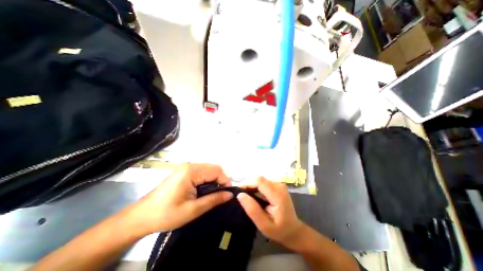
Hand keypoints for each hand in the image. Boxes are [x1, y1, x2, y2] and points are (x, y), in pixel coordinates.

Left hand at [127, 164, 232, 234]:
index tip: (227, 194)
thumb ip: (214, 199)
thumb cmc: (166, 214)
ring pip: (208, 169)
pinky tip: (204, 190)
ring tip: (213, 194)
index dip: (225, 181)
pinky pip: (201, 172)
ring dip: (214, 180)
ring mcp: (186, 167)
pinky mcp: (184, 172)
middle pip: (213, 168)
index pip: (216, 170)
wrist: (142, 216)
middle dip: (220, 180)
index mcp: (191, 171)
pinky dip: (207, 180)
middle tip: (221, 195)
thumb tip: (230, 194)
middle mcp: (190, 165)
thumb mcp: (193, 209)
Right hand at [236, 176, 302, 248]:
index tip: (238, 192)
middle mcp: (279, 185)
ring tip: (246, 196)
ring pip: (260, 180)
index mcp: (277, 194)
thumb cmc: (279, 230)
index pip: (259, 181)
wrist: (293, 230)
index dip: (247, 183)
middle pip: (259, 179)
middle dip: (248, 185)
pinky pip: (263, 182)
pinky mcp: (277, 185)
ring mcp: (279, 184)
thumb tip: (240, 195)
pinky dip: (256, 187)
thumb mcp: (264, 225)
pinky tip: (253, 195)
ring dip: (251, 186)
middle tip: (241, 196)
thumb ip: (252, 210)